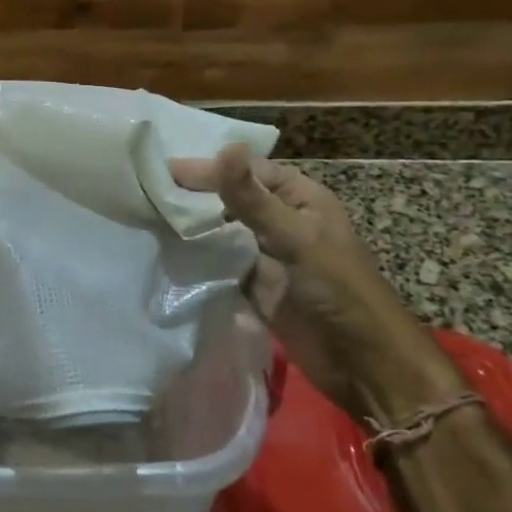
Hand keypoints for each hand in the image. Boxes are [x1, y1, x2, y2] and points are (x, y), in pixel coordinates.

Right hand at [170, 144, 461, 425]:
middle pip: (231, 199)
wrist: (362, 364)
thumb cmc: (337, 289)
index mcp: (299, 199)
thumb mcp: (294, 237)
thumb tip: (225, 147)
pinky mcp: (254, 287)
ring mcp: (266, 256)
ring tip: (149, 219)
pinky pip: (220, 265)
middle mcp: (281, 222)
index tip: (167, 171)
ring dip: (193, 227)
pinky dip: (197, 259)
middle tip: (150, 192)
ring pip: (222, 232)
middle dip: (196, 196)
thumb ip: (252, 198)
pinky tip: (167, 254)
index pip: (248, 172)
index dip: (210, 168)